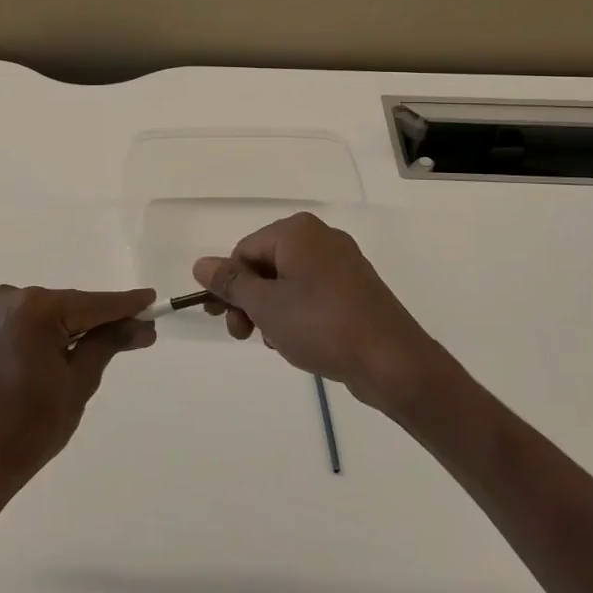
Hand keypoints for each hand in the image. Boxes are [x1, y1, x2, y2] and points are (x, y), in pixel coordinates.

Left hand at [0, 285, 155, 510]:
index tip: (154, 302)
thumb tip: (142, 325)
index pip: (93, 304)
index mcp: (35, 310)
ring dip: (82, 326)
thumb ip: (109, 344)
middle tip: (142, 333)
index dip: (127, 305)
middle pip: (74, 305)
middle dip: (106, 319)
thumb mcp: (79, 383)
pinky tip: (78, 346)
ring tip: (115, 343)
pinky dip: (58, 331)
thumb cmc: (30, 428)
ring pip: (56, 313)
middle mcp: (13, 299)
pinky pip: (36, 321)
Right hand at [193, 212, 438, 408]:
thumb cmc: (321, 325)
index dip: (229, 285)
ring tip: (275, 343)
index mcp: (297, 231)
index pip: (244, 250)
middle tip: (243, 336)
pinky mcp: (356, 288)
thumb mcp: (265, 305)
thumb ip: (231, 283)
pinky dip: (297, 314)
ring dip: (271, 311)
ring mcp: (342, 262)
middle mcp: (320, 237)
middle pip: (266, 264)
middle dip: (249, 301)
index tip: (223, 320)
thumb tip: (201, 264)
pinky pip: (313, 293)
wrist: (392, 361)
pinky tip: (297, 341)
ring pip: (288, 282)